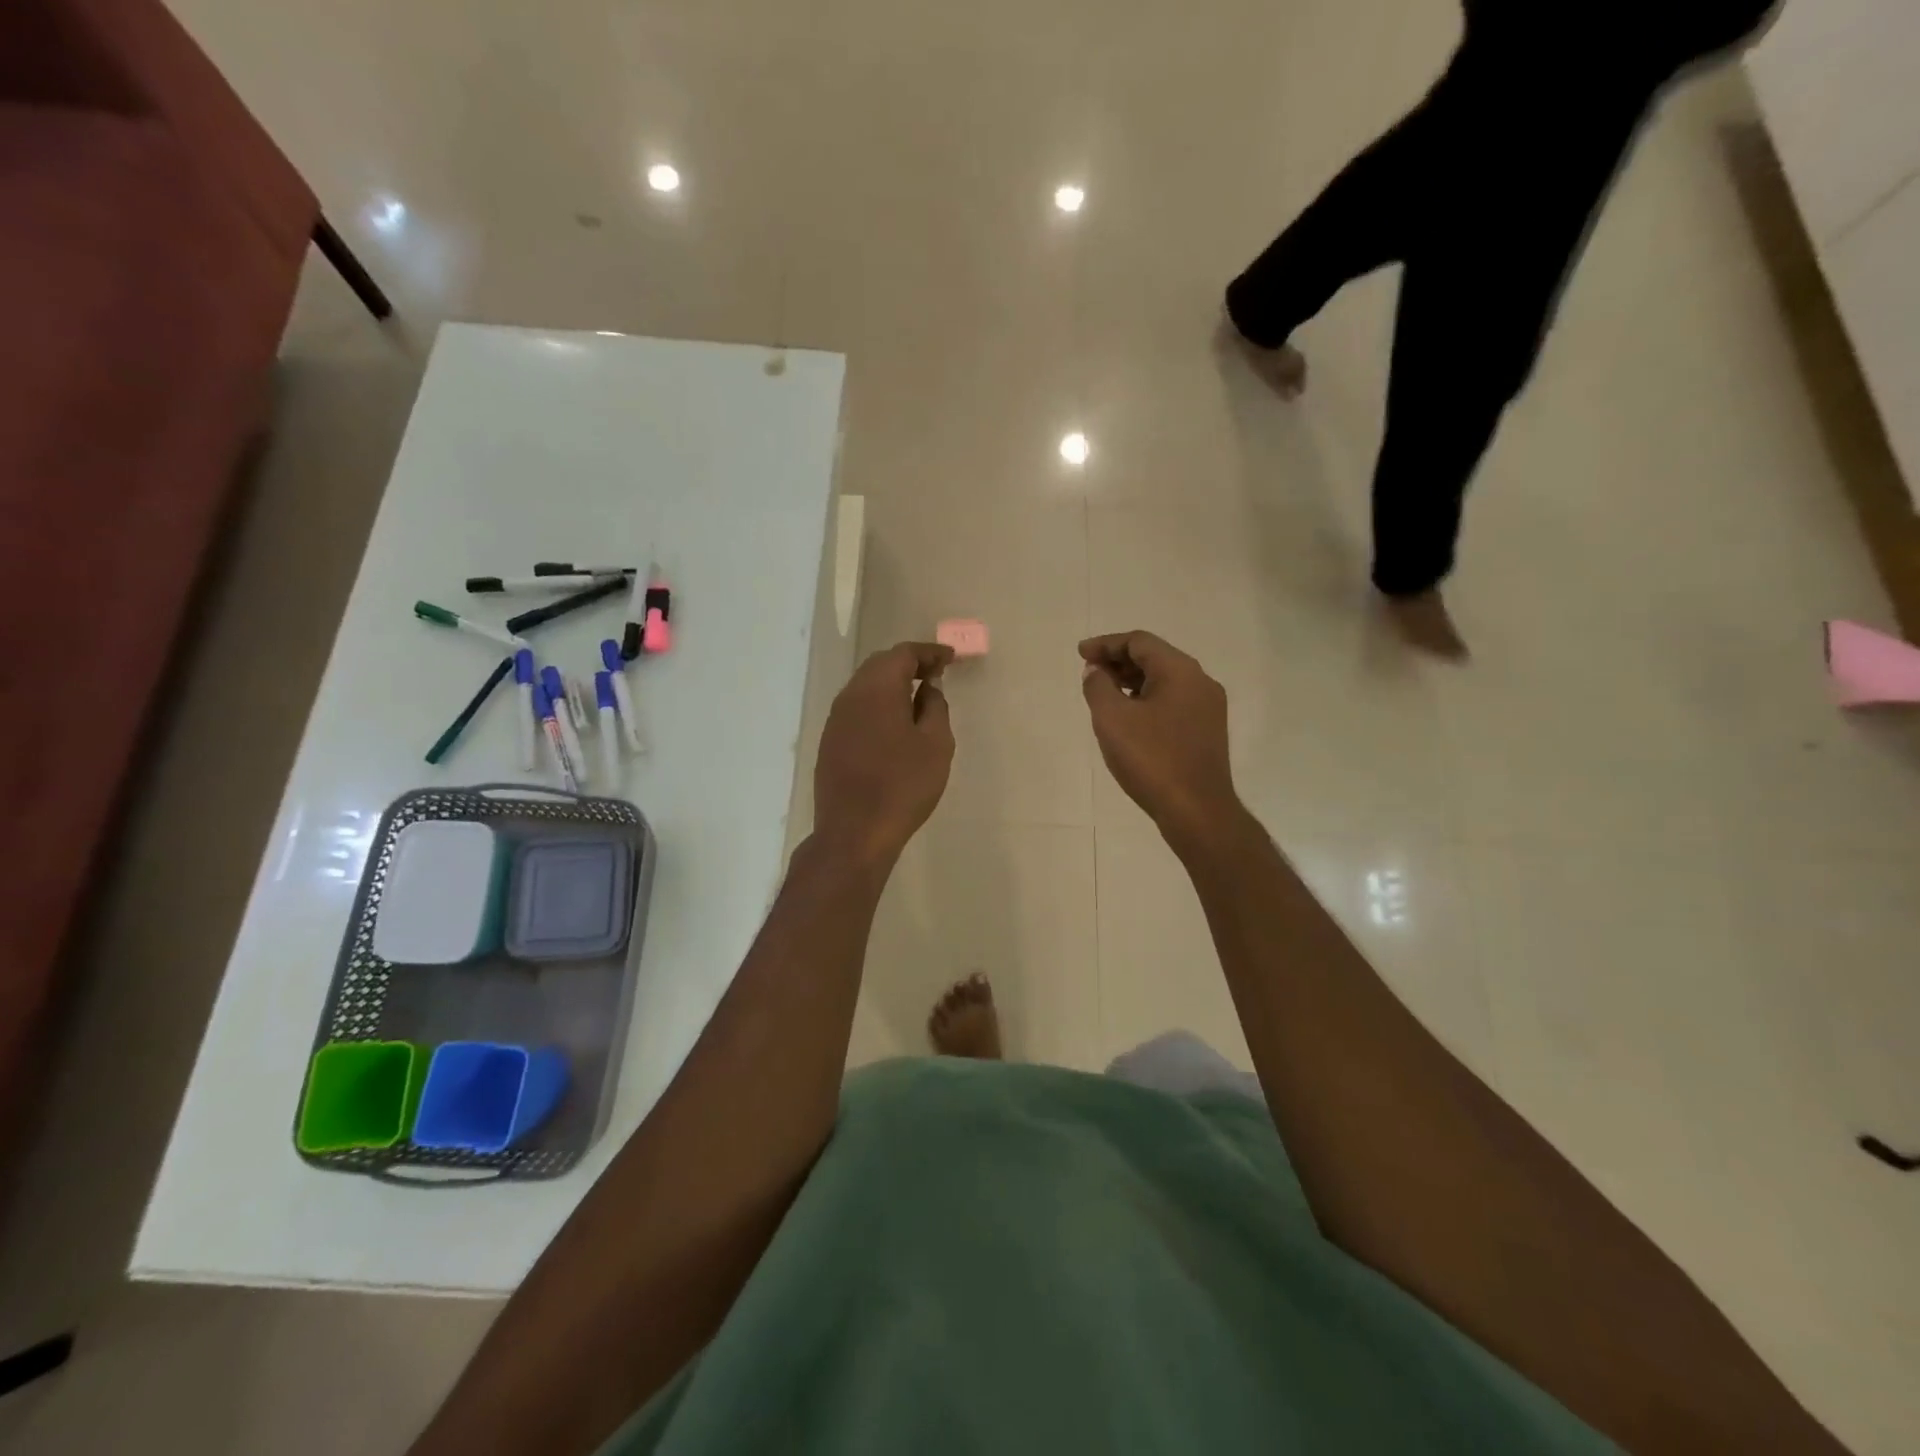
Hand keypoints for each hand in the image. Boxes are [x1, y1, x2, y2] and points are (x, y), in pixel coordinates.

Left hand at [813, 641, 954, 870]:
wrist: (854, 832)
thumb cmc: (903, 786)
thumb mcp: (936, 744)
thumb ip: (935, 707)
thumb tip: (928, 688)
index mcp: (877, 689)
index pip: (903, 654)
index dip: (929, 653)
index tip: (950, 659)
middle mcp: (850, 696)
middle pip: (879, 665)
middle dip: (908, 665)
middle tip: (935, 674)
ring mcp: (835, 720)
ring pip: (865, 688)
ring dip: (891, 686)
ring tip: (917, 698)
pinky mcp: (829, 742)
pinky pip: (856, 710)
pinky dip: (878, 706)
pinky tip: (893, 725)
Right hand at [1079, 631, 1241, 852]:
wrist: (1197, 810)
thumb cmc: (1151, 759)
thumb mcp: (1112, 719)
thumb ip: (1098, 686)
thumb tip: (1095, 671)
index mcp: (1180, 671)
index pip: (1139, 641)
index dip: (1106, 644)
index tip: (1080, 654)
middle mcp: (1200, 681)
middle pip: (1155, 657)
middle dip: (1118, 661)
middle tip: (1089, 673)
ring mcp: (1208, 708)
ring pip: (1165, 680)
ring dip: (1132, 681)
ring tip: (1104, 694)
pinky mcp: (1207, 731)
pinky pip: (1172, 701)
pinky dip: (1147, 699)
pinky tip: (1129, 718)